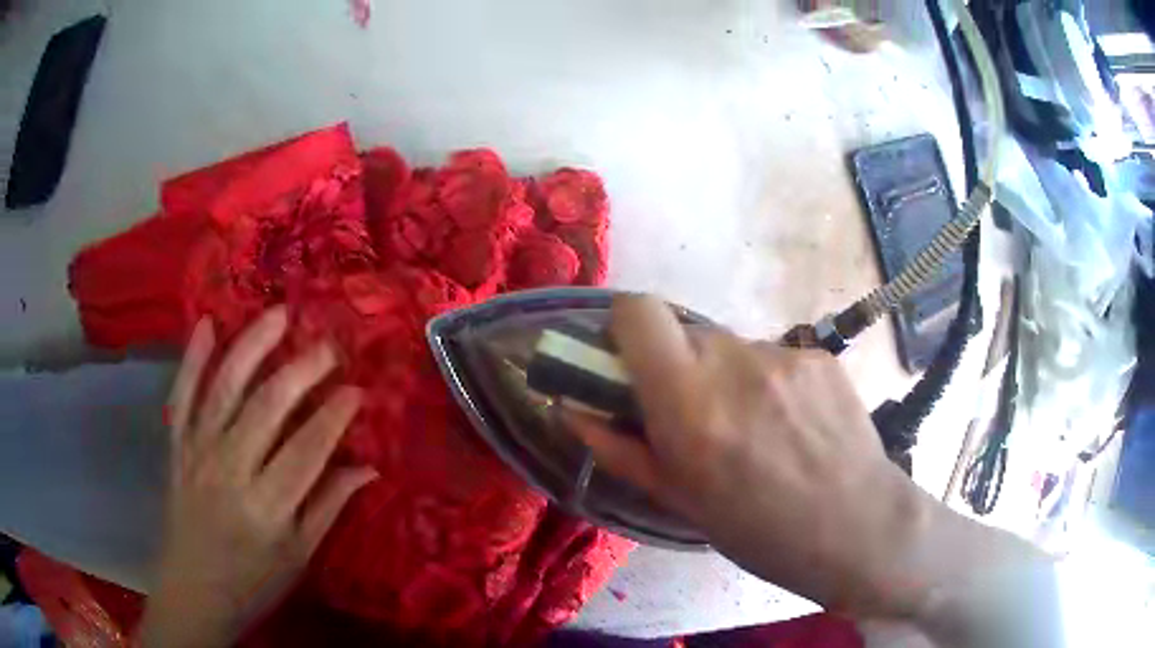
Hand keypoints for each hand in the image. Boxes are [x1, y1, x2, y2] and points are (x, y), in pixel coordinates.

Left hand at [140, 308, 376, 647]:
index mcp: (268, 507)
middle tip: (328, 346)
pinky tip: (206, 325)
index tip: (357, 389)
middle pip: (267, 408)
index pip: (307, 449)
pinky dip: (192, 359)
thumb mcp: (299, 556)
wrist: (193, 591)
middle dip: (301, 370)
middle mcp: (230, 470)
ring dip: (251, 347)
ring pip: (224, 389)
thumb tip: (368, 467)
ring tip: (277, 315)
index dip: (334, 414)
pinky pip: (182, 396)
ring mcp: (198, 452)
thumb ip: (329, 507)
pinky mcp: (177, 446)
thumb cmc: (253, 581)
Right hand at [564, 295, 932, 616]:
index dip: (624, 328)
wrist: (856, 527)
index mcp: (689, 402)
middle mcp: (734, 361)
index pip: (637, 310)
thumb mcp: (677, 500)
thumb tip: (570, 408)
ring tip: (754, 430)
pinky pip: (774, 357)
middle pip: (685, 332)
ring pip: (731, 347)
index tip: (629, 365)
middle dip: (677, 365)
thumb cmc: (757, 531)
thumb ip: (617, 447)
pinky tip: (791, 427)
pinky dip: (767, 383)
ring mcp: (784, 354)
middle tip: (696, 416)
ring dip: (726, 377)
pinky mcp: (819, 355)